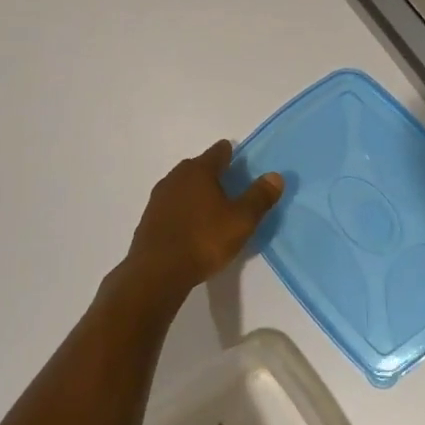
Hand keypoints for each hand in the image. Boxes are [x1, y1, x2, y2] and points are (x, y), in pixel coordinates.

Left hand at [118, 140, 283, 301]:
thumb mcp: (241, 220)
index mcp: (198, 171)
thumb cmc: (203, 240)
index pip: (218, 152)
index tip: (238, 159)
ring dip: (195, 192)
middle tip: (228, 184)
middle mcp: (175, 177)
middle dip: (212, 172)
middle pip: (197, 167)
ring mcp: (158, 198)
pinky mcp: (149, 219)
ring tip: (211, 206)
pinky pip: (171, 206)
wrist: (157, 272)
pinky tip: (191, 225)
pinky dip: (183, 209)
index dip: (230, 154)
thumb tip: (275, 176)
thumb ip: (259, 197)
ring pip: (182, 186)